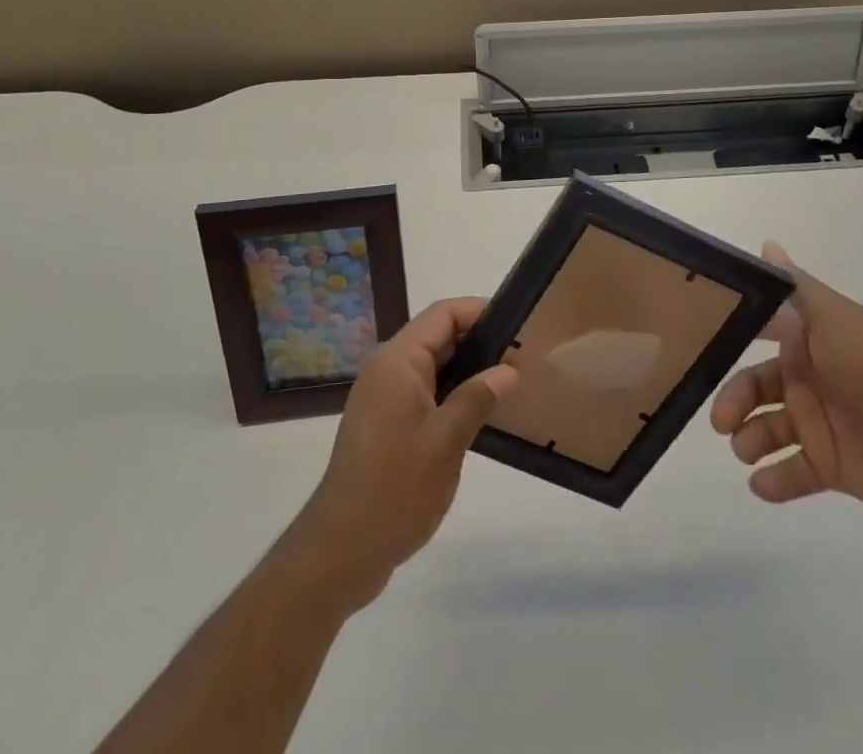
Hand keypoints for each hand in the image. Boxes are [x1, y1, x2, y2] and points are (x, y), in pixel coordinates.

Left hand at [284, 298, 517, 614]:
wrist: (340, 552)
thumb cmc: (394, 490)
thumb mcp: (445, 442)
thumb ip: (477, 398)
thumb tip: (509, 370)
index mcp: (397, 362)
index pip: (443, 314)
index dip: (480, 311)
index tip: (517, 325)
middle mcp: (386, 369)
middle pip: (437, 336)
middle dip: (478, 341)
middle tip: (522, 357)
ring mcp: (383, 397)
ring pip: (432, 365)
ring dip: (467, 369)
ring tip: (509, 383)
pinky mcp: (385, 424)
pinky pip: (424, 391)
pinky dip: (452, 393)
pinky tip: (480, 414)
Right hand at [710, 241, 862, 518]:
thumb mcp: (836, 320)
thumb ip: (797, 289)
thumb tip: (767, 244)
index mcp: (808, 341)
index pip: (759, 334)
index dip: (730, 338)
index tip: (699, 345)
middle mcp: (808, 379)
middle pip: (755, 387)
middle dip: (734, 401)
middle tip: (721, 422)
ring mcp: (819, 423)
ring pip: (767, 429)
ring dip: (750, 440)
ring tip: (746, 451)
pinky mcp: (831, 466)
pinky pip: (793, 472)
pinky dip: (774, 480)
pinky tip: (761, 483)